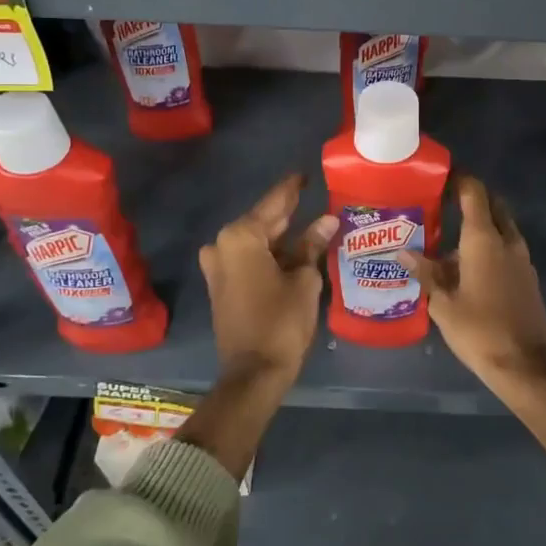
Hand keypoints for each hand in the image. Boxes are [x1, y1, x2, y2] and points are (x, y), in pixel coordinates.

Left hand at [199, 174, 335, 383]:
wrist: (254, 372)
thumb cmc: (281, 320)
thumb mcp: (304, 279)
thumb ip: (312, 245)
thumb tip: (327, 220)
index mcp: (240, 237)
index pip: (274, 203)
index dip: (292, 189)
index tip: (305, 173)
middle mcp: (222, 245)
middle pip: (262, 221)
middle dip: (288, 213)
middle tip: (312, 197)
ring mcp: (218, 267)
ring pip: (256, 242)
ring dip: (281, 236)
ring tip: (311, 223)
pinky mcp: (222, 286)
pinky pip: (249, 259)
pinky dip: (271, 254)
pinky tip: (295, 249)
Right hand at [411, 177, 545, 461]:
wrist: (526, 365)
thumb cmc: (479, 331)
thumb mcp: (443, 304)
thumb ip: (425, 273)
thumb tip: (402, 252)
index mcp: (484, 239)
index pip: (474, 192)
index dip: (459, 178)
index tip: (440, 175)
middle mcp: (507, 240)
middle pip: (492, 204)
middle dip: (471, 197)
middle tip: (443, 202)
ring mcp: (522, 258)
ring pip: (502, 227)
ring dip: (481, 224)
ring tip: (449, 236)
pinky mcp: (527, 276)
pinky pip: (507, 247)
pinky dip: (490, 244)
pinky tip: (467, 264)